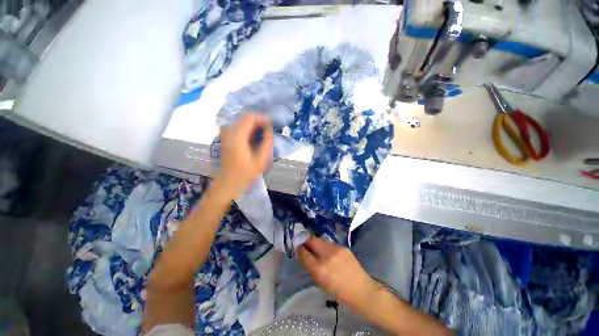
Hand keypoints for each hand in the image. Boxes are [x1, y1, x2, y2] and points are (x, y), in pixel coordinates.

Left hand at [217, 114, 273, 194]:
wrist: (228, 182)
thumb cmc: (245, 173)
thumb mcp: (261, 160)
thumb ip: (267, 143)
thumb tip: (269, 130)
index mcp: (237, 137)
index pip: (249, 117)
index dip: (262, 118)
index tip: (271, 124)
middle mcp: (229, 132)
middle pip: (245, 117)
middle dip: (258, 120)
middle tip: (268, 128)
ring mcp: (226, 134)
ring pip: (241, 121)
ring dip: (254, 124)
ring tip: (263, 132)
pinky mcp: (226, 138)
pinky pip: (238, 126)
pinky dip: (248, 128)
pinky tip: (254, 136)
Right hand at [298, 236, 382, 312]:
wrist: (361, 289)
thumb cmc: (339, 291)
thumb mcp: (320, 282)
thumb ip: (310, 267)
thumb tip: (304, 254)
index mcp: (320, 269)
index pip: (304, 253)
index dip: (299, 248)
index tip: (297, 246)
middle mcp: (327, 255)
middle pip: (312, 240)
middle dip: (306, 240)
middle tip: (304, 242)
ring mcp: (336, 248)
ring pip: (320, 240)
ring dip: (316, 242)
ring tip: (315, 247)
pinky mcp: (343, 246)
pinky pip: (329, 243)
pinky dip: (325, 246)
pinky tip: (327, 251)